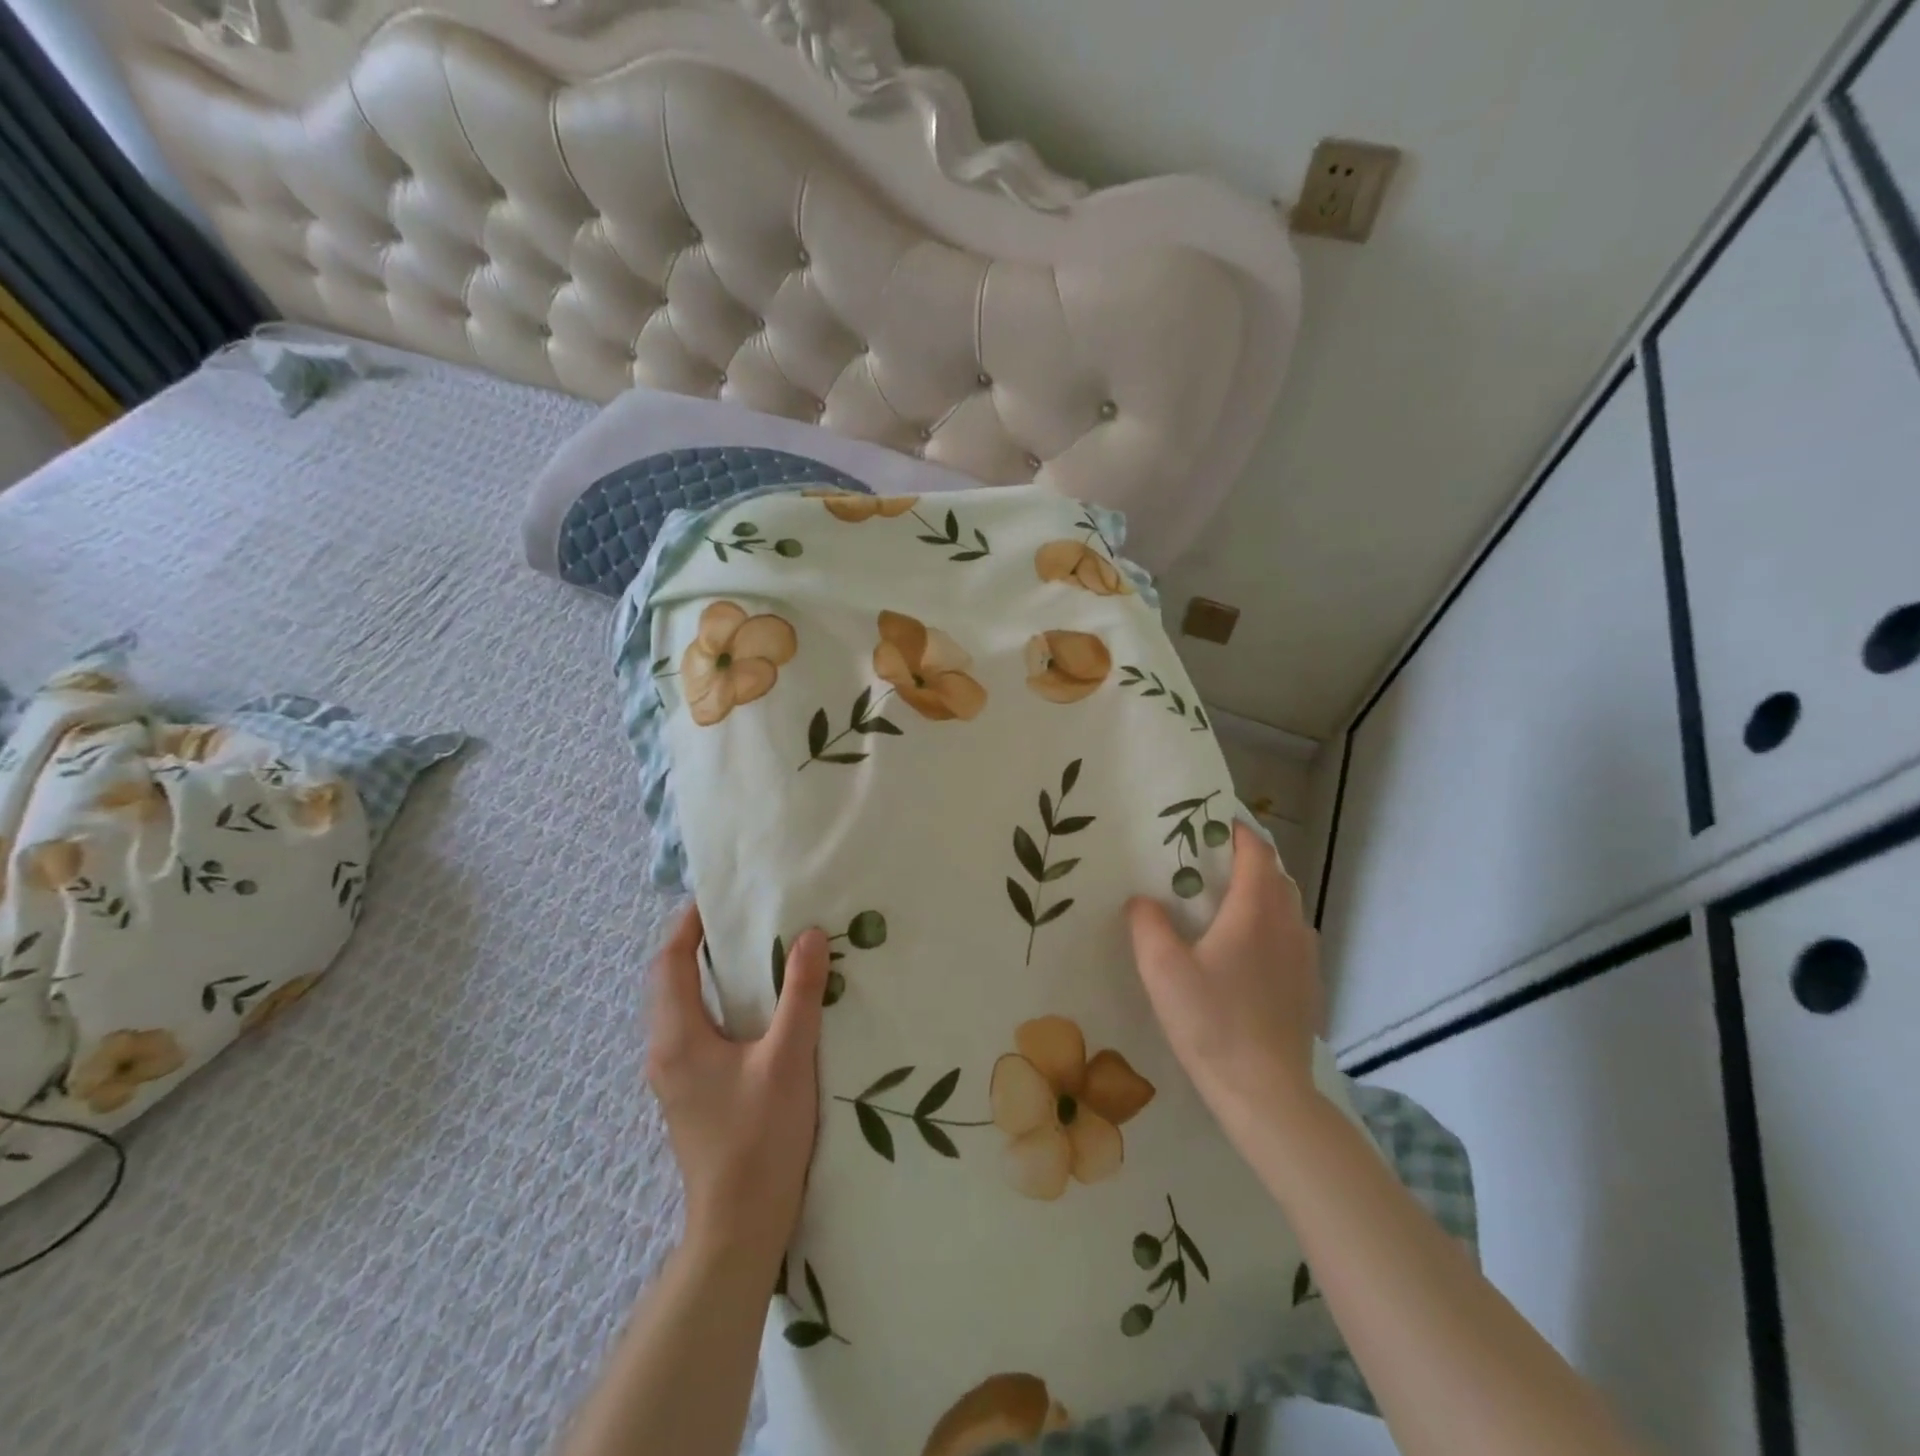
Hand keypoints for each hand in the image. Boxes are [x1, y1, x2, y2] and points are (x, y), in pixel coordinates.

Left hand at [646, 904, 828, 1267]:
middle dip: (697, 944)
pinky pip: (695, 1030)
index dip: (687, 924)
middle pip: (670, 981)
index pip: (669, 962)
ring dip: (707, 975)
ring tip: (752, 952)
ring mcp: (674, 1077)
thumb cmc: (760, 1137)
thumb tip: (808, 934)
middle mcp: (665, 1051)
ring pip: (682, 1008)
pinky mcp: (690, 1094)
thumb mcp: (788, 1058)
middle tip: (742, 917)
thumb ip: (800, 994)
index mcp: (678, 1037)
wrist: (739, 1225)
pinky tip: (755, 1008)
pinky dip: (716, 1003)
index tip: (717, 896)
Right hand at [1126, 824, 1324, 1135]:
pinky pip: (1290, 936)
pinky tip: (1242, 953)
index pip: (1257, 851)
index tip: (1210, 825)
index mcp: (1256, 911)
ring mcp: (1304, 956)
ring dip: (1260, 893)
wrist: (1267, 1093)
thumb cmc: (1212, 1023)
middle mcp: (1288, 924)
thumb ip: (1147, 924)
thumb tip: (1142, 900)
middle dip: (1246, 860)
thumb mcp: (1162, 970)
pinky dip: (1269, 925)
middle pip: (1276, 874)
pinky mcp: (1308, 985)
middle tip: (1206, 864)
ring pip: (1286, 906)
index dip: (1237, 832)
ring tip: (1222, 905)